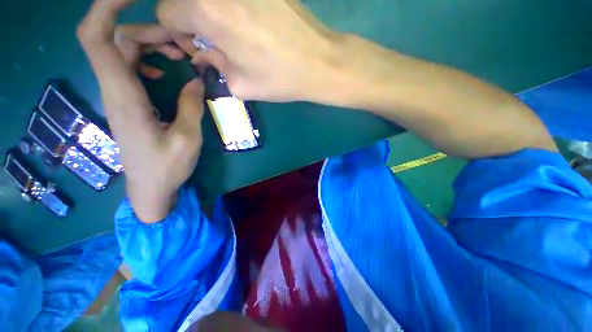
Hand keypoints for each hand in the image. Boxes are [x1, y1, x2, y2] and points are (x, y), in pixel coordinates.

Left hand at [78, 0, 205, 222]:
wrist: (150, 188)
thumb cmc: (167, 168)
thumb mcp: (188, 139)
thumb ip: (192, 106)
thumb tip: (197, 79)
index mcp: (124, 96)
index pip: (97, 38)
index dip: (106, 8)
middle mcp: (115, 89)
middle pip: (116, 38)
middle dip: (149, 29)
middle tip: (185, 44)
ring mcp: (120, 94)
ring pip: (124, 50)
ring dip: (153, 44)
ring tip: (183, 56)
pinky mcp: (128, 101)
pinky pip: (131, 67)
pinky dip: (149, 59)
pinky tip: (167, 71)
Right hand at [156, 0, 344, 102]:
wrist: (320, 62)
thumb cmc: (280, 78)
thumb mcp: (240, 84)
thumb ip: (213, 67)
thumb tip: (202, 56)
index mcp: (207, 10)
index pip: (166, 12)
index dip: (178, 34)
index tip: (199, 49)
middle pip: (185, 0)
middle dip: (192, 21)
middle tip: (216, 43)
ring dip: (213, 14)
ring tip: (236, 36)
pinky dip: (232, 8)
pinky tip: (252, 25)